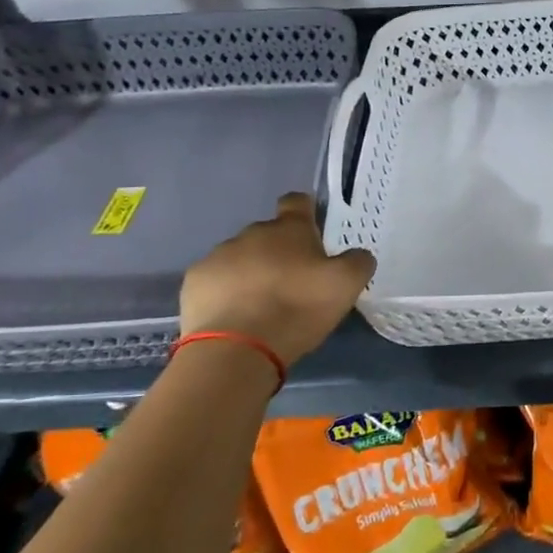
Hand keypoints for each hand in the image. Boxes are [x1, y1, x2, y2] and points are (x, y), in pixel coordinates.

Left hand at [179, 194, 373, 367]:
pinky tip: (235, 317)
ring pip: (240, 257)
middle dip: (279, 252)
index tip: (311, 231)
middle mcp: (252, 233)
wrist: (236, 350)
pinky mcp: (194, 283)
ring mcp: (218, 256)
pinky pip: (215, 281)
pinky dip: (225, 293)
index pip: (297, 202)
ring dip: (251, 272)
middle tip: (293, 284)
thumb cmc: (297, 308)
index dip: (305, 212)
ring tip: (261, 306)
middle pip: (268, 234)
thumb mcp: (346, 285)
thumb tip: (357, 255)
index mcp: (289, 229)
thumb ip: (358, 262)